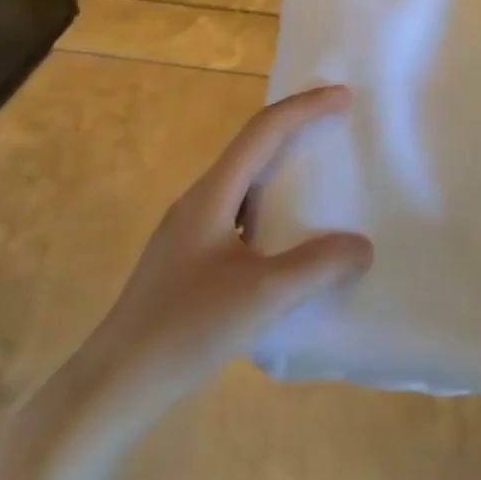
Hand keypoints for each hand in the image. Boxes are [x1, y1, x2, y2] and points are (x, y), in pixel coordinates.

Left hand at [70, 85, 371, 420]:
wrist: (119, 382)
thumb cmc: (187, 327)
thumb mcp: (263, 296)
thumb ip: (317, 266)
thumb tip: (362, 246)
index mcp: (211, 194)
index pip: (262, 131)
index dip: (304, 108)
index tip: (344, 97)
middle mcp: (199, 202)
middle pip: (252, 150)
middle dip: (295, 132)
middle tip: (337, 130)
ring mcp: (191, 233)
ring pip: (245, 187)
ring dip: (283, 175)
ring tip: (323, 183)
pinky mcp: (191, 262)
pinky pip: (241, 219)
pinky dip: (273, 214)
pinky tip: (290, 244)